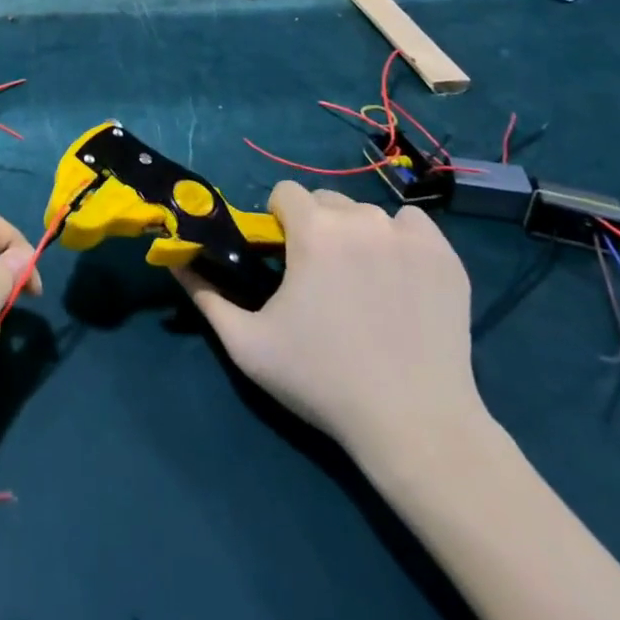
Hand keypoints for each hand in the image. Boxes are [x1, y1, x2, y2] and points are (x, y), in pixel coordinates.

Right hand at [179, 180, 486, 479]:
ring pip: (367, 214)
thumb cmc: (322, 381)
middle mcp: (361, 219)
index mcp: (313, 230)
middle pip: (326, 200)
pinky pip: (412, 226)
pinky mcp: (446, 256)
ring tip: (361, 284)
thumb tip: (174, 259)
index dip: (278, 221)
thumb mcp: (247, 344)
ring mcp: (409, 236)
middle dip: (316, 227)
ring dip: (355, 235)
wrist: (415, 426)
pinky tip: (398, 280)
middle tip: (320, 277)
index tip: (284, 259)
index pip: (286, 193)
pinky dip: (400, 241)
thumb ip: (205, 295)